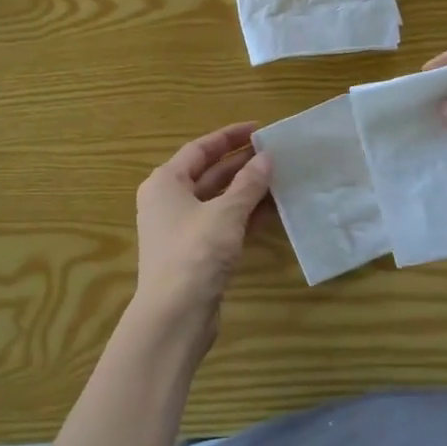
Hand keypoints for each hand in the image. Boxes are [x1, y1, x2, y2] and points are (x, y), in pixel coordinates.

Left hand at [133, 122, 271, 337]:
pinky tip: (273, 210)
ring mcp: (182, 228)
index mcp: (165, 183)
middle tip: (276, 153)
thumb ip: (248, 184)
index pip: (200, 149)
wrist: (174, 315)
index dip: (229, 137)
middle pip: (208, 173)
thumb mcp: (226, 213)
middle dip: (242, 163)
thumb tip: (267, 158)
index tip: (260, 129)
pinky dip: (245, 215)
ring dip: (247, 190)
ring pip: (218, 200)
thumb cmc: (194, 253)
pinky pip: (223, 223)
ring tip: (280, 177)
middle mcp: (169, 201)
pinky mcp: (196, 252)